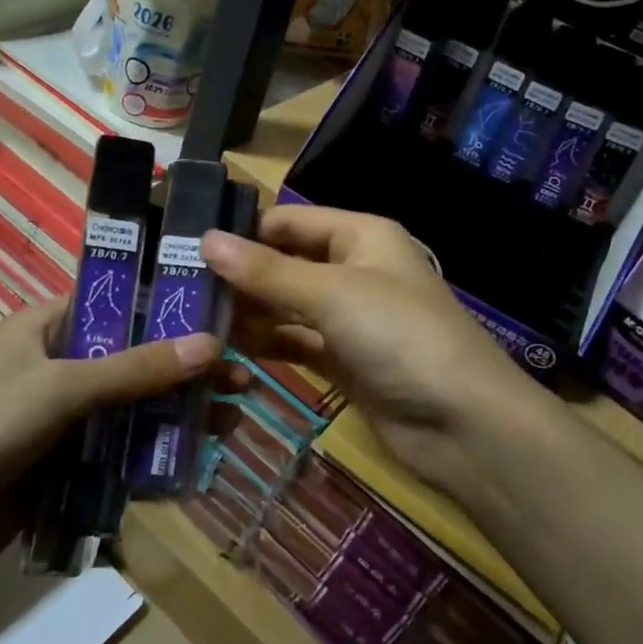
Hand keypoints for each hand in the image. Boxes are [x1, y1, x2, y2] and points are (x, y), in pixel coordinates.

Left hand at [0, 298, 221, 518]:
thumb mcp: (59, 388)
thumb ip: (136, 369)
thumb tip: (213, 345)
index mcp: (47, 325)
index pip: (120, 301)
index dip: (171, 307)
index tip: (224, 316)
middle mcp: (57, 364)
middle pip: (136, 358)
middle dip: (187, 369)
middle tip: (242, 379)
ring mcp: (61, 419)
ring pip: (133, 408)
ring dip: (178, 414)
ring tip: (232, 422)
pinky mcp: (63, 466)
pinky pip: (120, 453)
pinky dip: (154, 456)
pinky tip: (195, 463)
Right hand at [201, 205, 546, 505]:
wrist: (463, 422)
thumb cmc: (400, 335)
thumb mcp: (332, 293)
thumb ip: (267, 271)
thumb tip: (205, 239)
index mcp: (361, 236)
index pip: (290, 221)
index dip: (244, 232)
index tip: (187, 247)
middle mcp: (354, 270)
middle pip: (287, 263)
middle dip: (241, 276)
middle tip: (180, 290)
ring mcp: (351, 319)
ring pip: (288, 306)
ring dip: (249, 313)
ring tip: (193, 322)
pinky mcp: (345, 361)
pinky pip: (298, 343)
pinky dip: (269, 344)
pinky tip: (228, 352)